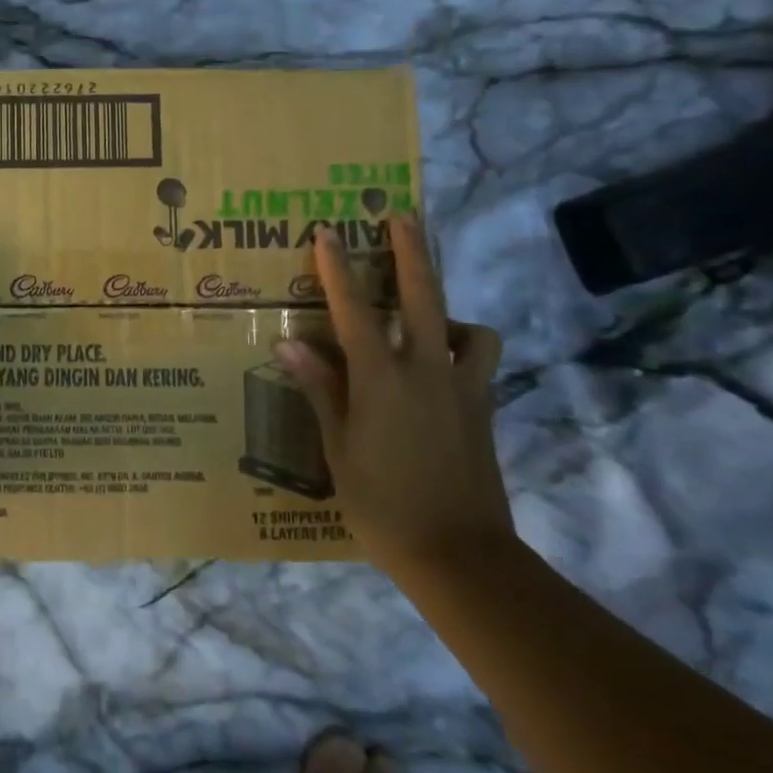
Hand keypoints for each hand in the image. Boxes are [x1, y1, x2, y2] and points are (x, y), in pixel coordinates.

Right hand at [273, 216, 512, 575]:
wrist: (458, 555)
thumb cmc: (382, 504)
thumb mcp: (338, 448)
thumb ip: (320, 389)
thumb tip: (288, 343)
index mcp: (383, 381)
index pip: (355, 311)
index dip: (338, 269)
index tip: (326, 232)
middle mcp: (428, 371)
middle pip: (424, 296)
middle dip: (411, 252)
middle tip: (401, 217)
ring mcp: (464, 389)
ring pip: (470, 328)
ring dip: (449, 310)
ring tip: (427, 317)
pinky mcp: (484, 410)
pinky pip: (479, 362)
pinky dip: (465, 350)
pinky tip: (442, 367)